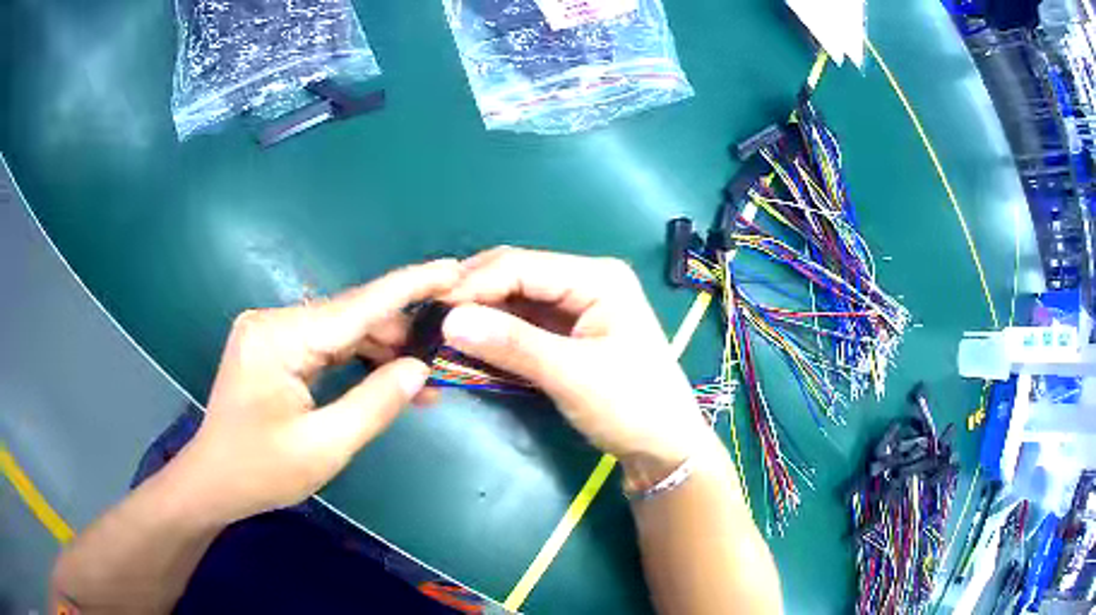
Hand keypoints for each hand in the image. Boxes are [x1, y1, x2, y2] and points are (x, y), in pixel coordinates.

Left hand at [177, 259, 461, 523]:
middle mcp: (274, 322)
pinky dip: (358, 361)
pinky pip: (326, 346)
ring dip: (381, 351)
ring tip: (425, 374)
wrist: (213, 482)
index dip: (409, 287)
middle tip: (448, 348)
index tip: (453, 269)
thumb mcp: (323, 447)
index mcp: (278, 338)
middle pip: (349, 316)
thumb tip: (419, 369)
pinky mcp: (275, 348)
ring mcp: (272, 333)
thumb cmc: (260, 471)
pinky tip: (388, 377)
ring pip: (341, 331)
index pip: (355, 306)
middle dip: (399, 332)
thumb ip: (374, 404)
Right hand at [442, 247, 711, 489]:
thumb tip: (449, 321)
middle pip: (516, 276)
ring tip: (440, 329)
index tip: (431, 307)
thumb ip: (512, 345)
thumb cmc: (632, 405)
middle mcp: (585, 282)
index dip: (474, 283)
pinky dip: (495, 333)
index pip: (522, 266)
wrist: (663, 447)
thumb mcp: (573, 375)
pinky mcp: (567, 335)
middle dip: (474, 295)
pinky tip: (468, 342)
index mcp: (597, 277)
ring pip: (515, 300)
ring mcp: (576, 309)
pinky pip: (522, 324)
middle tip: (430, 317)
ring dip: (480, 314)